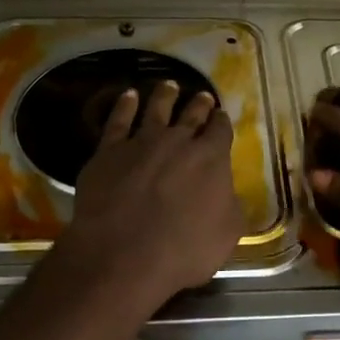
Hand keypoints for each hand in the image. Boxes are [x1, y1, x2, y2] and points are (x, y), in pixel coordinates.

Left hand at [62, 80, 242, 312]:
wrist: (123, 254)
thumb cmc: (183, 250)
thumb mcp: (227, 234)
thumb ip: (231, 206)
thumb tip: (228, 194)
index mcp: (211, 158)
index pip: (221, 131)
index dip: (222, 123)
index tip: (221, 117)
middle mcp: (178, 141)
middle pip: (192, 115)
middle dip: (199, 104)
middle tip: (202, 96)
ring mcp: (141, 142)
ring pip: (156, 109)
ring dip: (165, 95)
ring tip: (169, 85)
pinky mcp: (109, 151)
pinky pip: (118, 121)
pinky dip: (124, 105)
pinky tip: (128, 96)